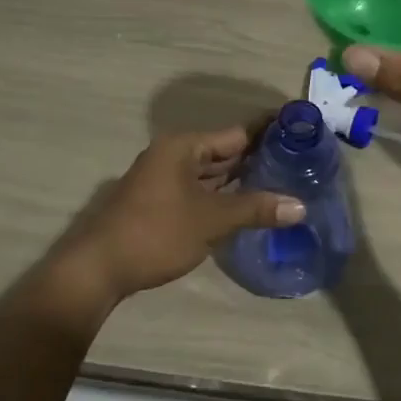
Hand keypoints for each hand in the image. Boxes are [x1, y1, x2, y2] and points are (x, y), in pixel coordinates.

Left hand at [56, 124, 303, 302]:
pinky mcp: (162, 204)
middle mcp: (173, 156)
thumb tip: (300, 206)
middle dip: (258, 158)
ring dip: (242, 180)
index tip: (300, 131)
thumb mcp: (211, 220)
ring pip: (213, 174)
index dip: (268, 132)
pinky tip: (250, 207)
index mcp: (183, 147)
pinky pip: (202, 192)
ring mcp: (165, 181)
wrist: (99, 268)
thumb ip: (255, 209)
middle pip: (224, 152)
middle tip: (300, 163)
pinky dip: (224, 197)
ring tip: (284, 183)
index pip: (236, 133)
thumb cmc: (156, 233)